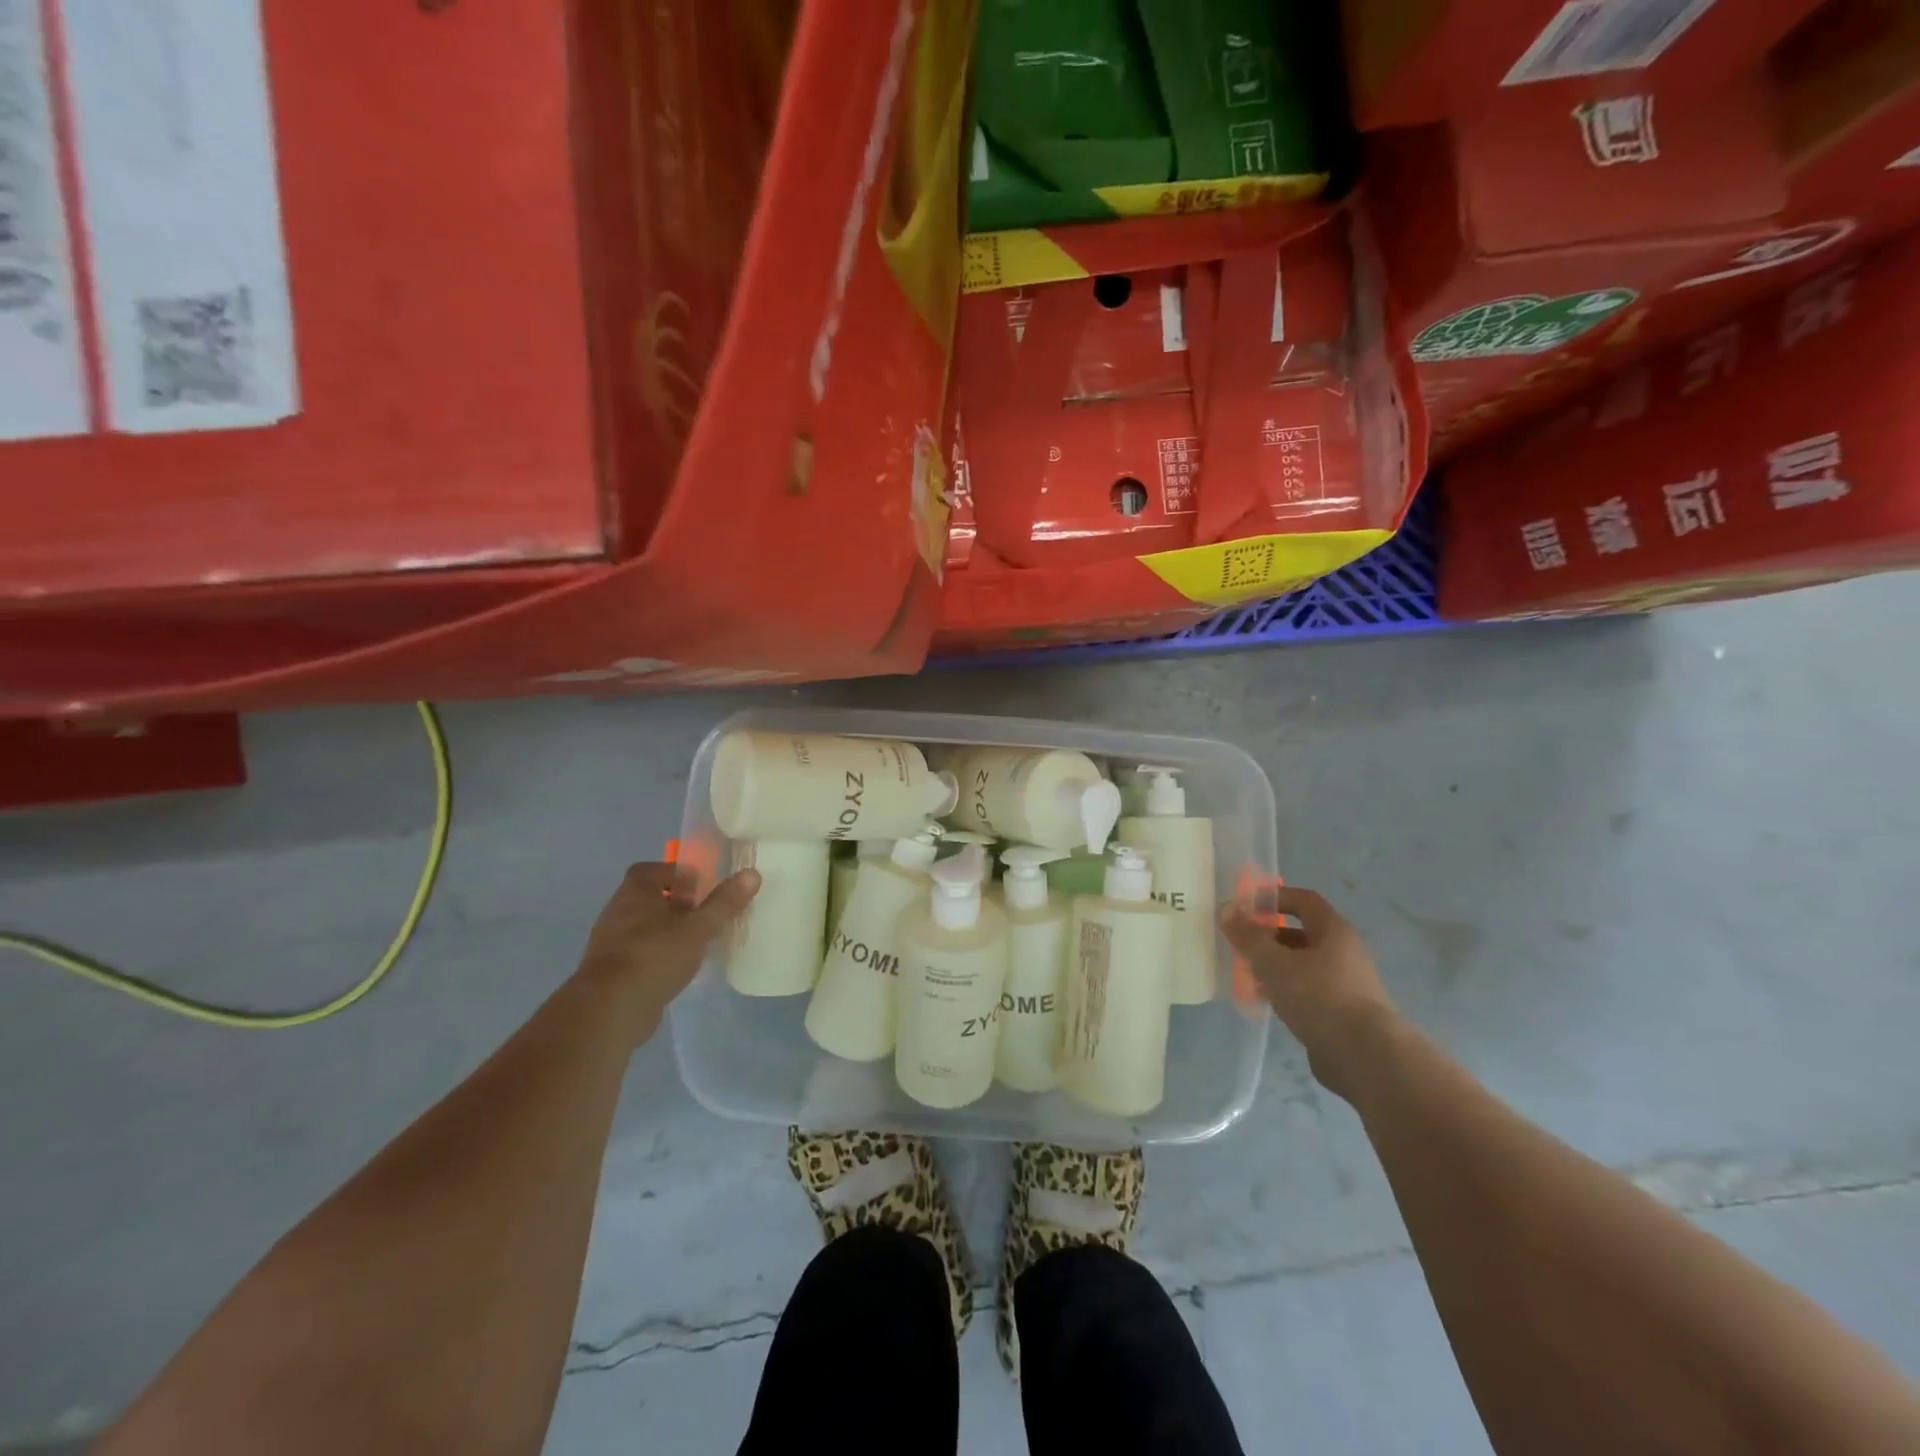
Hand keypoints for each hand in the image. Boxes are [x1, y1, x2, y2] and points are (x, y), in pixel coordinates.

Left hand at [576, 862, 759, 1027]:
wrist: (610, 1010)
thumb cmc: (655, 956)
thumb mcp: (698, 928)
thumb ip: (724, 903)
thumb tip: (752, 874)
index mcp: (634, 893)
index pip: (649, 870)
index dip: (675, 873)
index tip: (700, 886)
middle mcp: (617, 912)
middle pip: (648, 898)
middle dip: (675, 902)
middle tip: (703, 913)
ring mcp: (609, 944)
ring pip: (643, 927)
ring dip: (667, 930)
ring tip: (695, 942)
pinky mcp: (610, 973)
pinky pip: (638, 953)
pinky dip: (657, 955)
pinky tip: (677, 968)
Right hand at [1220, 886, 1396, 1099]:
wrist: (1366, 1057)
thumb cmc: (1320, 997)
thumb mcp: (1275, 963)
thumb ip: (1248, 936)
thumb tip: (1225, 908)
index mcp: (1334, 931)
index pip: (1303, 900)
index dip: (1274, 898)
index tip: (1245, 907)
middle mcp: (1344, 953)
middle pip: (1300, 933)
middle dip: (1268, 936)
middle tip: (1239, 944)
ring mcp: (1345, 984)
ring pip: (1302, 965)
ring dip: (1274, 966)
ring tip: (1246, 975)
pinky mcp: (1341, 1013)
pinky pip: (1307, 992)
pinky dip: (1285, 991)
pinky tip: (1265, 1002)